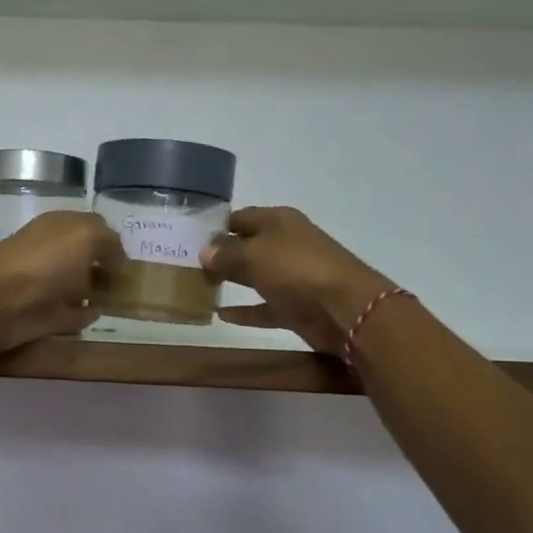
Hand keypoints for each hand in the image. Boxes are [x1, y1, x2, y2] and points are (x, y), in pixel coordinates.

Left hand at [0, 211, 128, 356]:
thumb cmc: (44, 261)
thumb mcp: (86, 236)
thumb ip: (109, 242)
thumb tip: (117, 260)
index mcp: (59, 227)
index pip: (92, 228)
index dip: (112, 241)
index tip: (133, 259)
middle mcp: (52, 253)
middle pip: (84, 258)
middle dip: (105, 267)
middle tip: (133, 283)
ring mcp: (46, 285)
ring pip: (77, 286)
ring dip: (95, 292)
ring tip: (121, 301)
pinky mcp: (42, 316)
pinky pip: (69, 315)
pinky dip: (83, 316)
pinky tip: (98, 316)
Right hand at [202, 207, 398, 357]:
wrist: (345, 309)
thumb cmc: (296, 269)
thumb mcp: (253, 254)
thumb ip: (226, 253)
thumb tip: (205, 252)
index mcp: (279, 221)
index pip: (241, 217)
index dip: (217, 226)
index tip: (189, 237)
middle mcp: (286, 244)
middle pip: (247, 246)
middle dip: (221, 254)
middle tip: (187, 264)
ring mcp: (293, 276)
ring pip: (255, 276)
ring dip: (231, 280)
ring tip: (199, 286)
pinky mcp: (296, 306)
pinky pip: (263, 307)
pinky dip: (245, 311)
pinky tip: (220, 315)